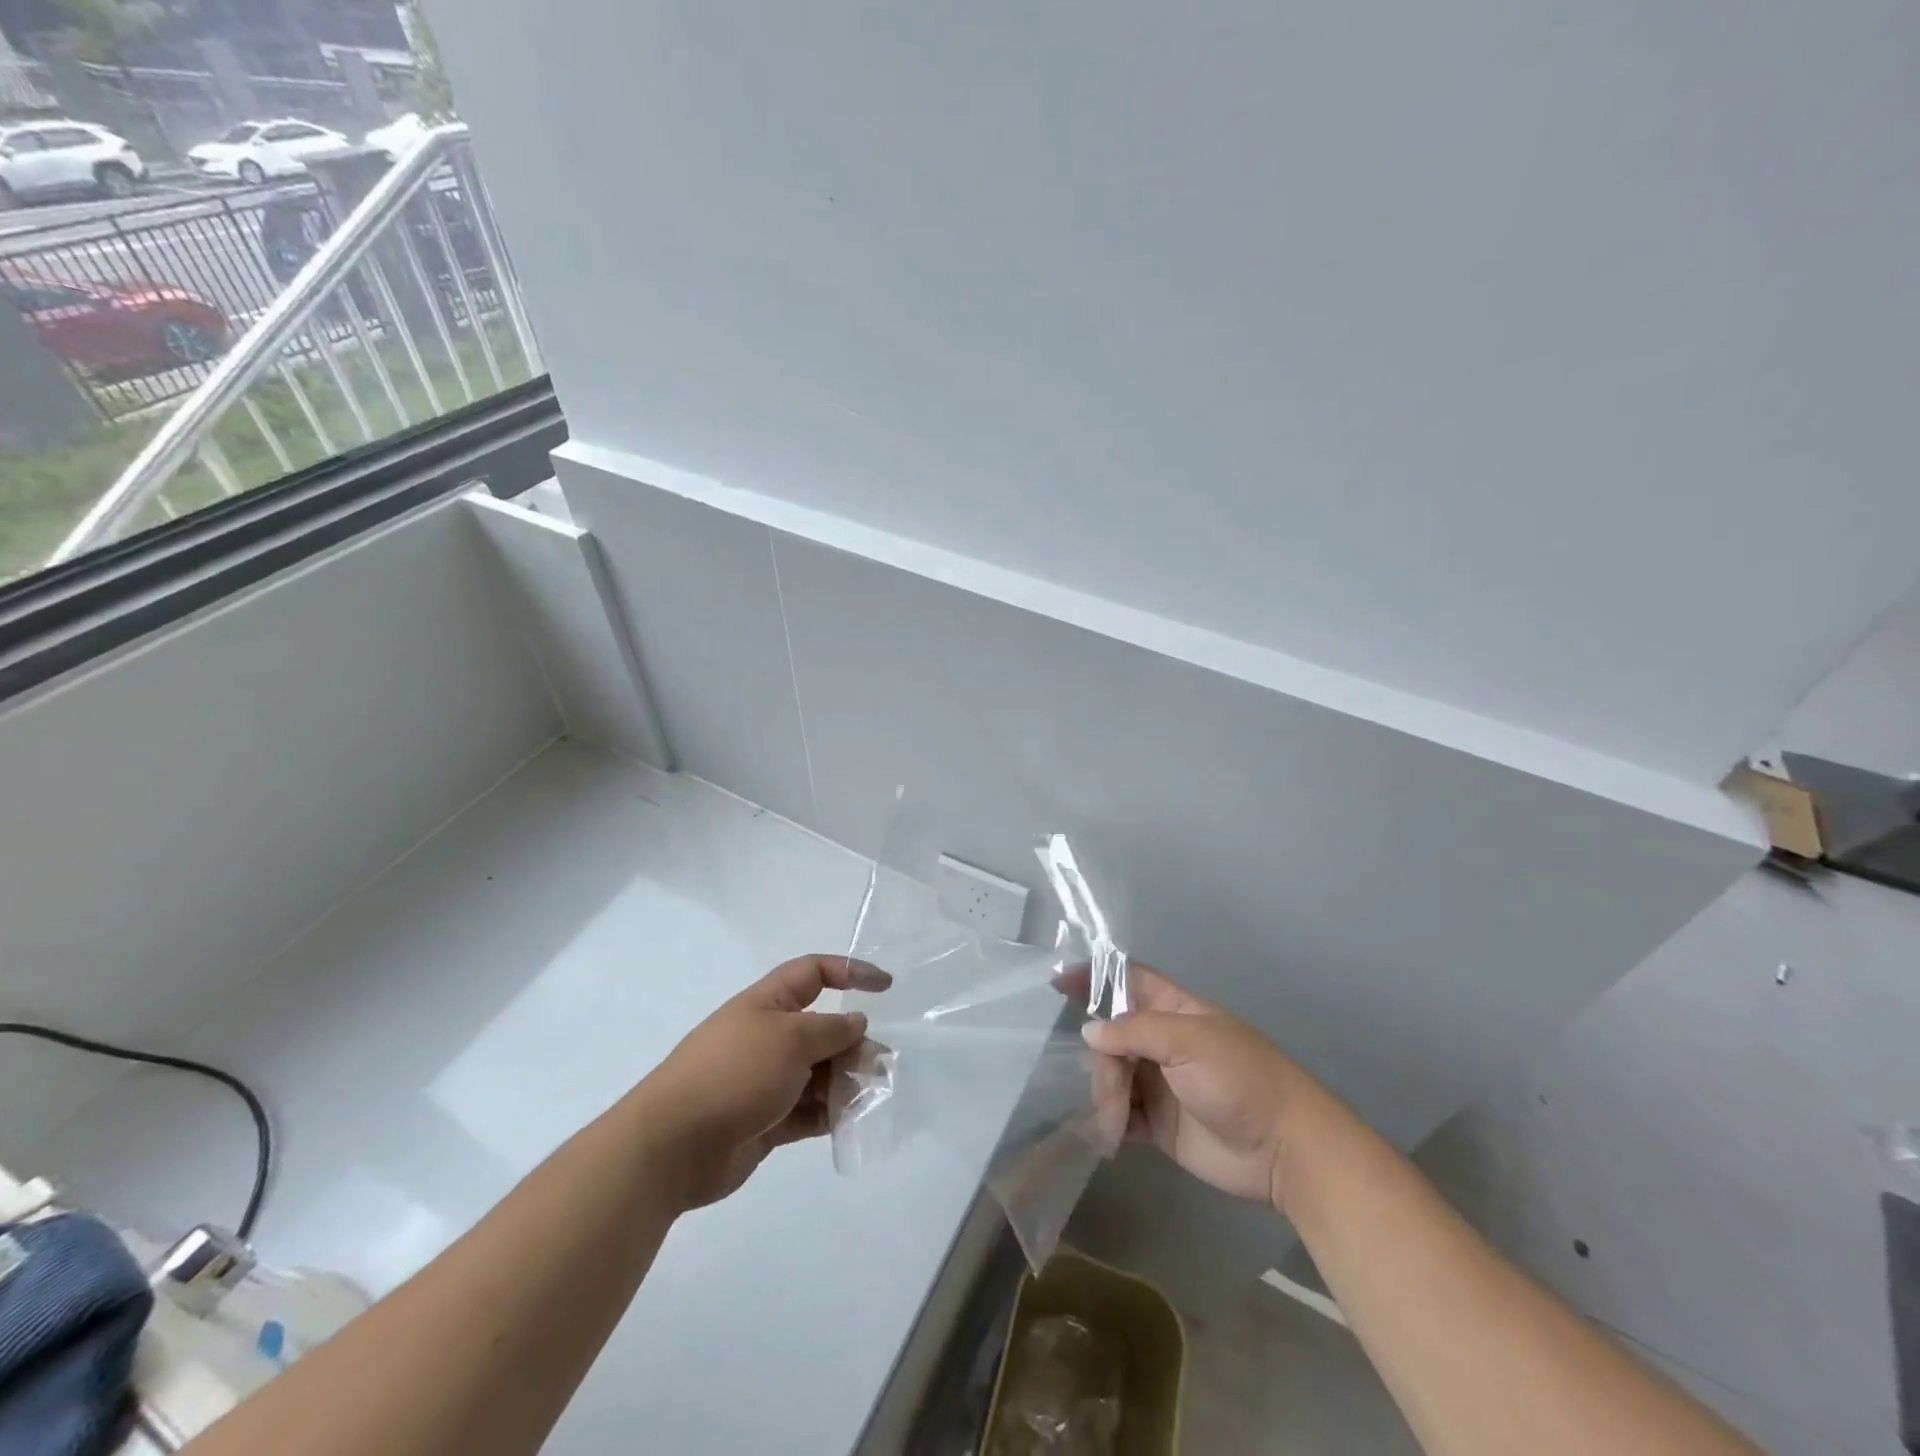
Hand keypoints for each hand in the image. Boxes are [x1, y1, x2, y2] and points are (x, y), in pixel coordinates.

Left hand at [639, 955, 888, 1208]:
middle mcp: (769, 1036)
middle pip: (823, 1029)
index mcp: (768, 1003)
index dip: (850, 971)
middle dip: (853, 1044)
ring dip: (845, 1082)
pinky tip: (846, 1123)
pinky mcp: (766, 1119)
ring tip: (864, 1098)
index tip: (885, 986)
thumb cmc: (734, 1074)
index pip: (814, 973)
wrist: (672, 1146)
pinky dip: (829, 1114)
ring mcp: (766, 1080)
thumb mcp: (791, 1039)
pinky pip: (808, 1110)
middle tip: (876, 1066)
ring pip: (819, 1072)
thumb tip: (856, 1022)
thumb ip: (831, 1030)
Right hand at [1082, 964, 1313, 1210]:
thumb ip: (1135, 1031)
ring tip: (1115, 1119)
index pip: (1127, 980)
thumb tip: (1089, 1031)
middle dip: (1100, 1056)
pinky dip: (1109, 1121)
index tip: (1057, 984)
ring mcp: (1159, 1083)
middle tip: (1109, 1084)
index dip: (1094, 976)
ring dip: (1104, 1093)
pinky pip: (1120, 1115)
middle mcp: (1162, 1043)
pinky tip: (1108, 1131)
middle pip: (1111, 1035)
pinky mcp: (1158, 1124)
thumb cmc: (1240, 1078)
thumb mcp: (1189, 1041)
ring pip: (1111, 1075)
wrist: (1284, 1150)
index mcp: (1174, 1010)